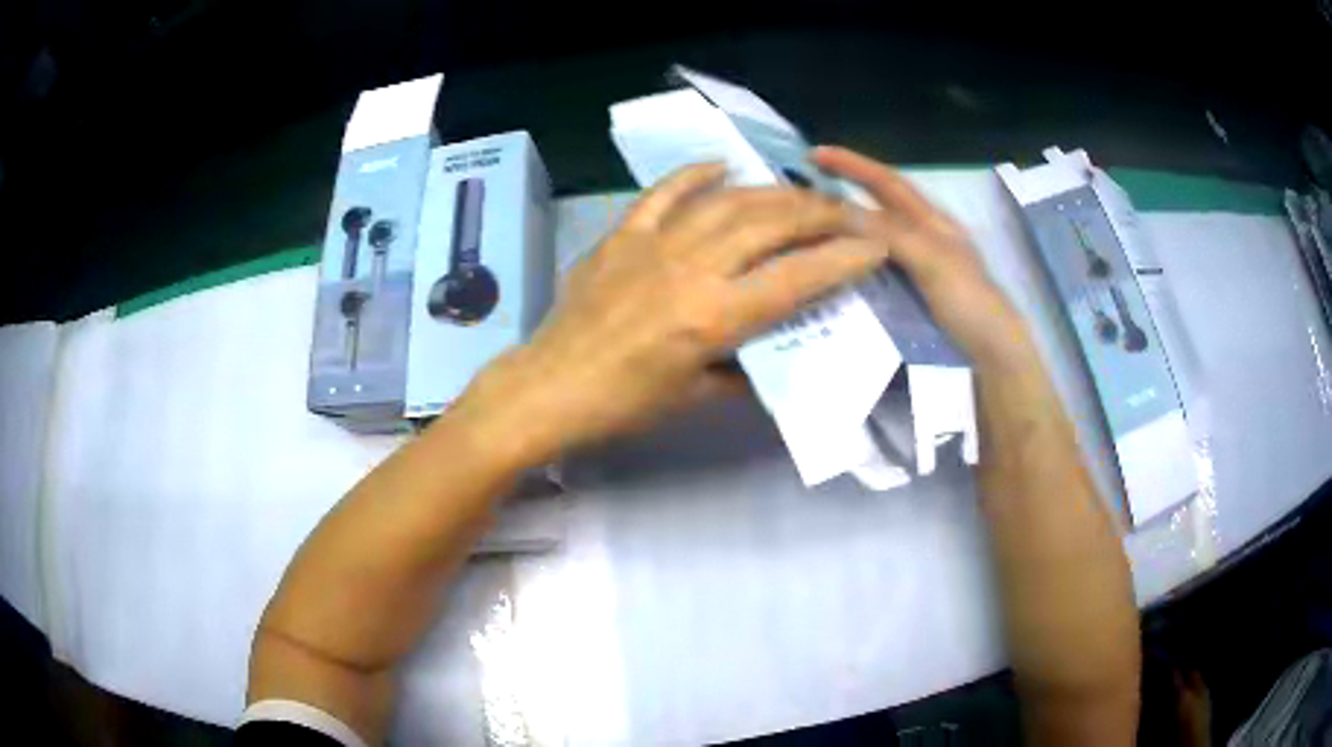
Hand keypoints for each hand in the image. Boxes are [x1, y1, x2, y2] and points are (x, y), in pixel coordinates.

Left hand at [465, 162, 887, 458]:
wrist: (549, 387)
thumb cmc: (624, 405)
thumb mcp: (695, 397)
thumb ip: (742, 370)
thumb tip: (773, 355)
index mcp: (713, 317)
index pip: (797, 277)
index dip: (844, 257)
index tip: (876, 243)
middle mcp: (691, 269)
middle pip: (769, 224)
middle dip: (818, 212)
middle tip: (846, 210)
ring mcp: (653, 245)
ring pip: (726, 202)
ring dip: (771, 192)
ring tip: (800, 191)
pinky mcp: (622, 235)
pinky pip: (663, 193)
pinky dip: (694, 174)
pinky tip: (721, 165)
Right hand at [812, 146, 1030, 366]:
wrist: (992, 351)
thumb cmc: (968, 301)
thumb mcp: (931, 261)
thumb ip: (891, 234)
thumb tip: (840, 211)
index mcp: (932, 220)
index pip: (888, 182)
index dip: (853, 164)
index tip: (815, 153)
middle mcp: (925, 234)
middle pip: (882, 202)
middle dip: (848, 186)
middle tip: (804, 186)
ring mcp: (920, 262)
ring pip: (877, 232)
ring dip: (848, 222)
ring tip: (812, 223)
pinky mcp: (916, 288)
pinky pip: (878, 262)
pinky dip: (856, 255)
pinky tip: (837, 265)